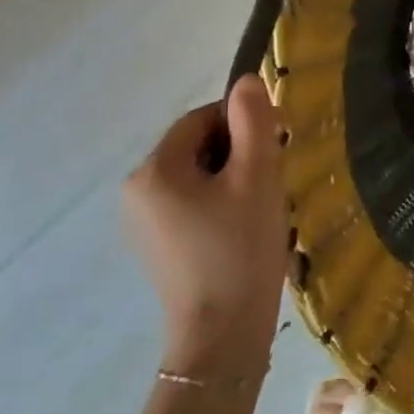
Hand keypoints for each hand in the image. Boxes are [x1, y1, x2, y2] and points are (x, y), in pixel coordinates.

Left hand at [124, 75, 290, 377]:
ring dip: (233, 179)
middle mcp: (136, 191)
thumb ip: (254, 123)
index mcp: (154, 170)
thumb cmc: (240, 249)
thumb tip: (247, 81)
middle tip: (275, 179)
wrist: (222, 333)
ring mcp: (142, 222)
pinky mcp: (157, 246)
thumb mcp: (257, 178)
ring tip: (263, 207)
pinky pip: (191, 205)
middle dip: (239, 152)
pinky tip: (244, 230)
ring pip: (197, 177)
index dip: (242, 123)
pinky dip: (220, 204)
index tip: (277, 146)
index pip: (200, 120)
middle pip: (196, 147)